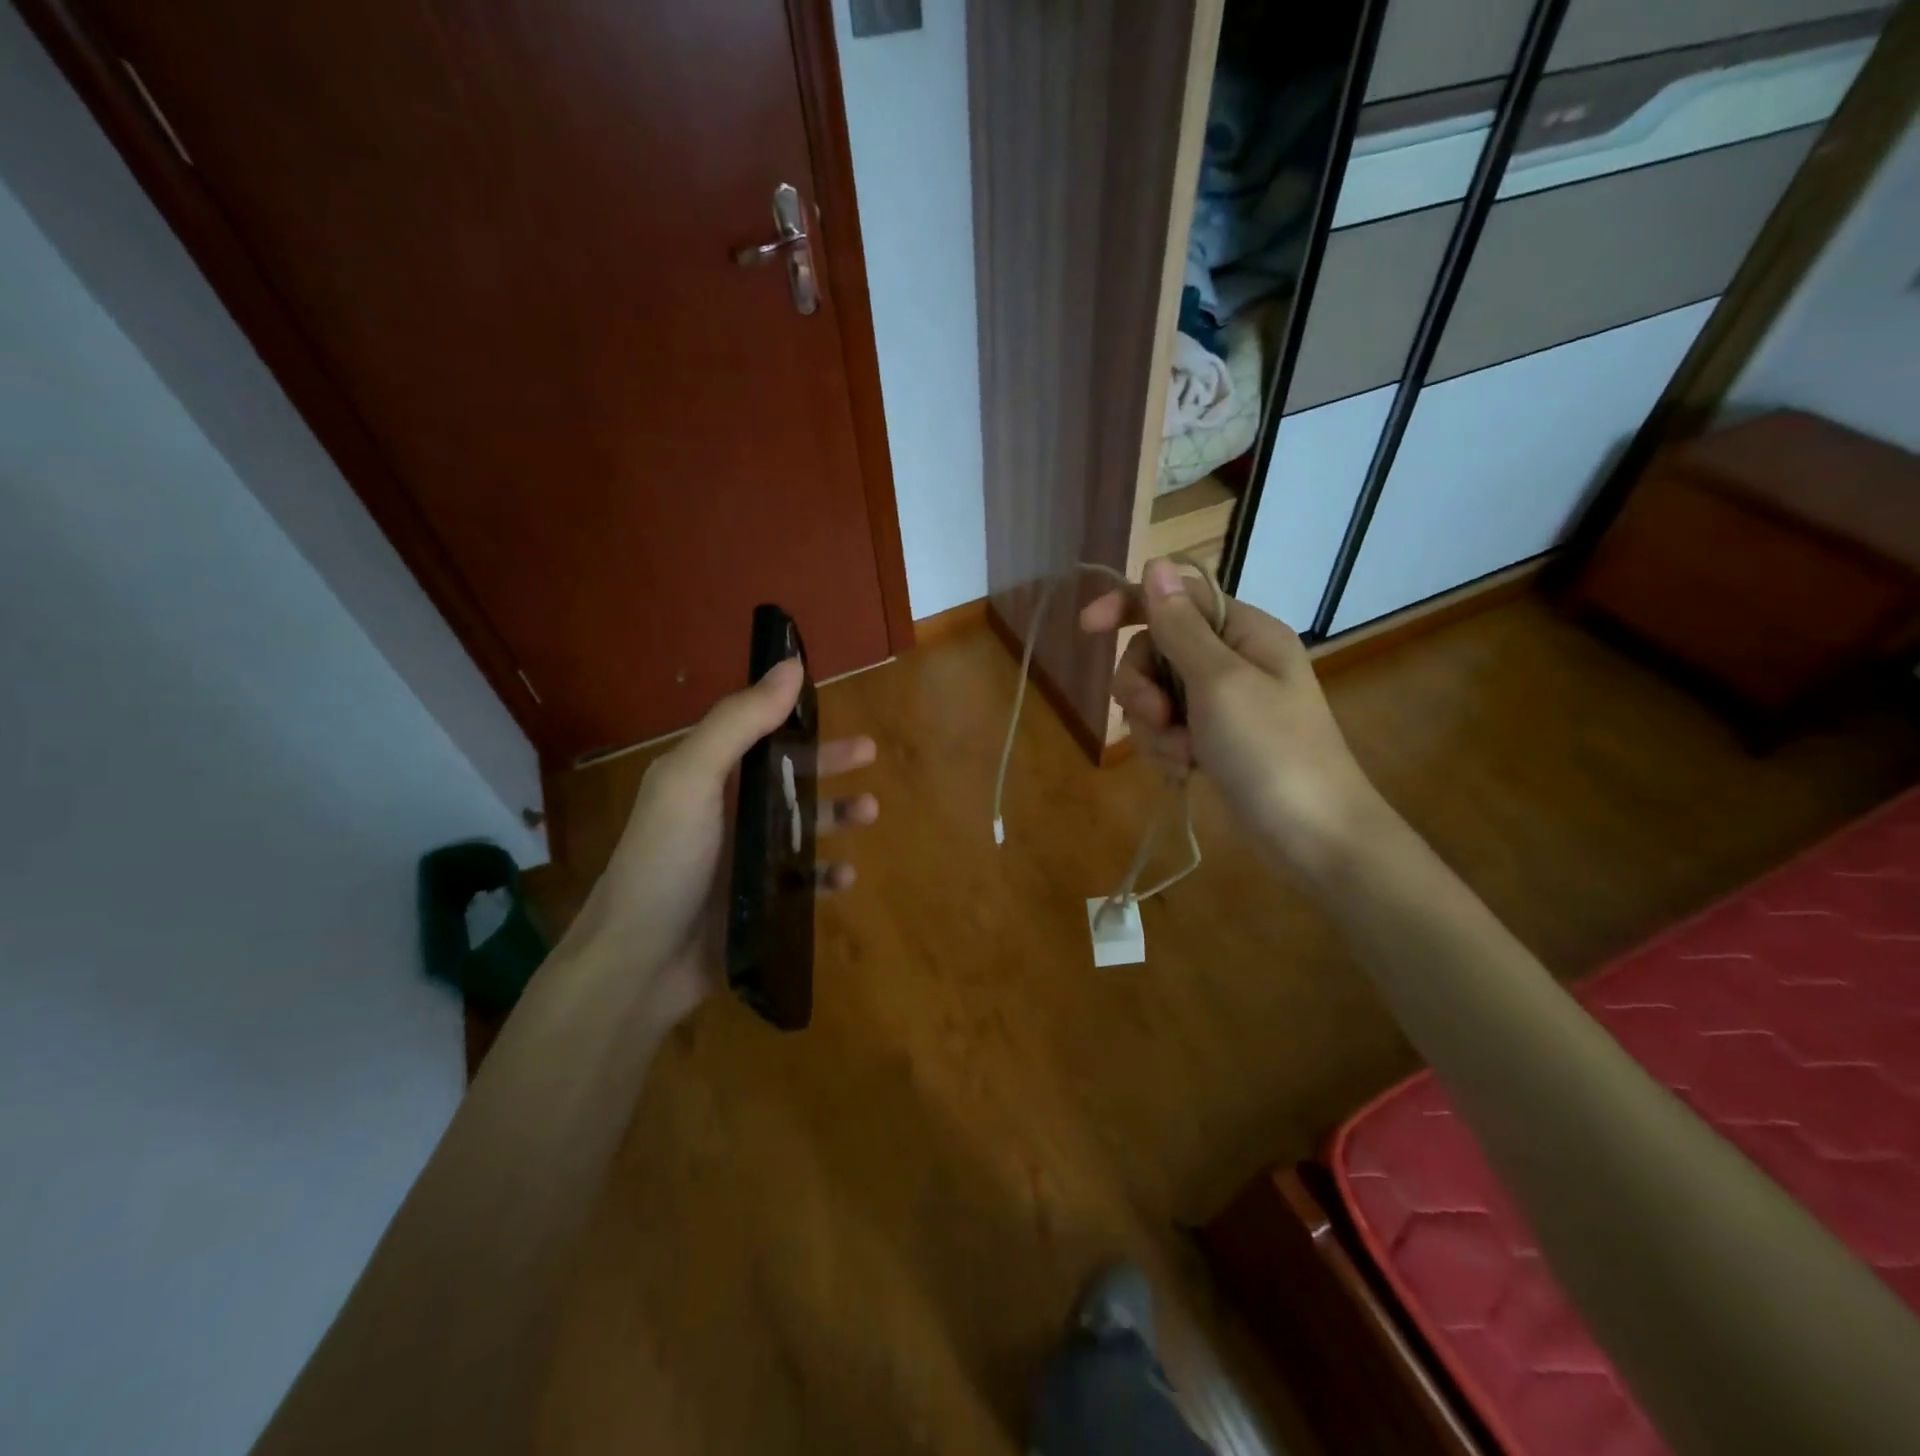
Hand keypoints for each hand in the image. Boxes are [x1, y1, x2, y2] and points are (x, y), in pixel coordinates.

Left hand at [565, 658, 876, 1027]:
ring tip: (869, 811)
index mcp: (705, 777)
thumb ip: (738, 722)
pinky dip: (825, 875)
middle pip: (785, 776)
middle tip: (869, 753)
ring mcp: (741, 861)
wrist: (637, 965)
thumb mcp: (691, 779)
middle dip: (828, 762)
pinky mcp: (756, 904)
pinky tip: (846, 876)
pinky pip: (802, 881)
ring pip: (800, 827)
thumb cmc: (664, 862)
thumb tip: (790, 666)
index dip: (791, 716)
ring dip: (836, 815)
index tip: (830, 705)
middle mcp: (724, 813)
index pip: (755, 733)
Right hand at [1080, 558, 1378, 875]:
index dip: (1128, 604)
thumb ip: (1180, 626)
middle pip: (1156, 649)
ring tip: (1180, 754)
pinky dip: (1166, 747)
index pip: (1175, 597)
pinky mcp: (1213, 739)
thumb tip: (1155, 563)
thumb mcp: (1219, 682)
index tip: (1087, 628)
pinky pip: (1168, 727)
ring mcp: (1222, 702)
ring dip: (1154, 725)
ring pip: (1156, 693)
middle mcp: (1233, 659)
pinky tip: (1184, 770)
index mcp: (1244, 632)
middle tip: (1155, 717)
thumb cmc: (1271, 750)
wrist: (1312, 836)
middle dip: (1142, 685)